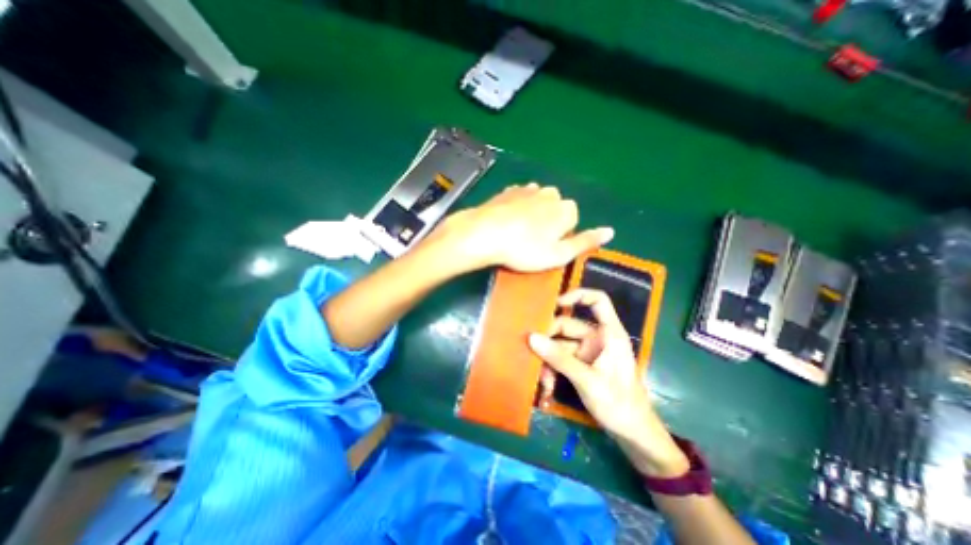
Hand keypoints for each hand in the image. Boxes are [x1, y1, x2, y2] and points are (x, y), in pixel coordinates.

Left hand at [437, 184, 608, 272]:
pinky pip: (520, 199)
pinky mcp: (508, 191)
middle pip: (555, 209)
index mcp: (565, 208)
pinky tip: (507, 221)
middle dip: (547, 223)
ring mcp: (528, 189)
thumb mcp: (559, 254)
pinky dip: (517, 208)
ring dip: (532, 215)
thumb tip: (610, 231)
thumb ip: (585, 242)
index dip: (560, 236)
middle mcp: (550, 193)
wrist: (485, 234)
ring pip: (538, 203)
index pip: (572, 220)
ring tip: (518, 233)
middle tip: (530, 242)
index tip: (545, 247)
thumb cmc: (524, 249)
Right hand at [531, 289, 688, 476]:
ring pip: (559, 345)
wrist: (632, 435)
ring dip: (548, 360)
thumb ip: (559, 358)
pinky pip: (560, 359)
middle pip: (567, 325)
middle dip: (549, 340)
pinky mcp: (581, 365)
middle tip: (531, 352)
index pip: (598, 301)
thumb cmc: (619, 403)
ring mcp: (588, 352)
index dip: (578, 295)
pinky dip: (552, 369)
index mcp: (608, 334)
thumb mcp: (587, 380)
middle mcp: (597, 338)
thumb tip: (532, 337)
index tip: (555, 304)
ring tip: (542, 381)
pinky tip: (547, 386)